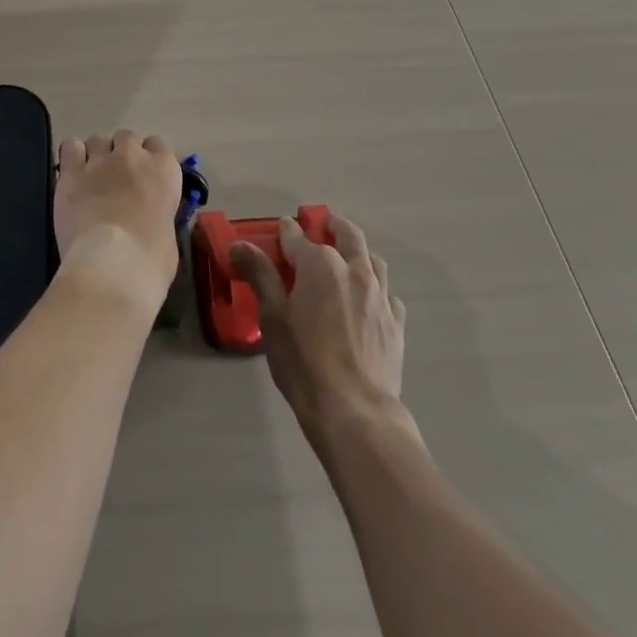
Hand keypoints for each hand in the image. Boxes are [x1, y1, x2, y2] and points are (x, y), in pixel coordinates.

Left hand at [54, 131, 182, 314]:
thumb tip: (149, 217)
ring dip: (96, 154)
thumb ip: (158, 212)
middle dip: (121, 154)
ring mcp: (100, 160)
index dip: (149, 159)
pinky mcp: (72, 172)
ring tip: (92, 178)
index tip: (144, 177)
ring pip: (97, 139)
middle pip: (126, 137)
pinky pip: (70, 147)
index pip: (158, 144)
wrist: (113, 265)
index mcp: (164, 169)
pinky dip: (72, 157)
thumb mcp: (168, 232)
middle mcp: (133, 155)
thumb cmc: (151, 258)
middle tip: (117, 179)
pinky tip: (72, 174)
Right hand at [231, 213, 406, 447]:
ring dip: (358, 253)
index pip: (297, 236)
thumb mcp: (272, 316)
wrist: (356, 412)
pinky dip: (376, 288)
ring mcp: (380, 295)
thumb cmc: (304, 361)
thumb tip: (239, 244)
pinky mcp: (397, 323)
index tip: (280, 228)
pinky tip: (369, 302)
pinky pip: (388, 294)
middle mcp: (354, 270)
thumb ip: (259, 274)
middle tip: (323, 224)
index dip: (286, 230)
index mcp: (320, 264)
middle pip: (347, 234)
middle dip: (332, 225)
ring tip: (348, 260)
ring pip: (373, 260)